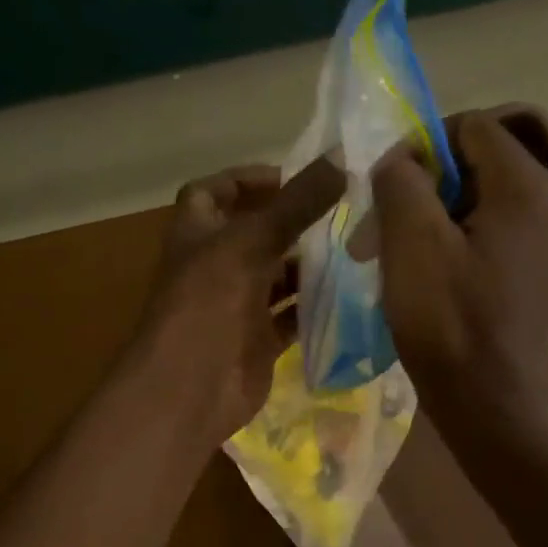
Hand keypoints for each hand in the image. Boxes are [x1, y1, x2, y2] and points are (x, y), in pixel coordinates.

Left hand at [134, 160, 345, 448]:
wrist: (191, 390)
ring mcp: (237, 307)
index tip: (290, 177)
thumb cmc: (208, 305)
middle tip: (344, 212)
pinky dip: (316, 307)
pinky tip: (352, 294)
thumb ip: (296, 204)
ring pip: (277, 277)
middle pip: (254, 235)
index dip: (244, 180)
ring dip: (309, 265)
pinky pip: (291, 317)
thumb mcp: (250, 244)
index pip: (211, 193)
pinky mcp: (258, 341)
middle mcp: (216, 267)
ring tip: (356, 248)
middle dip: (293, 223)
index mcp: (198, 236)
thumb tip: (342, 157)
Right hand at [374, 112, 547, 464]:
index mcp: (526, 186)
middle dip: (420, 193)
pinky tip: (426, 285)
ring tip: (394, 264)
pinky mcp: (540, 279)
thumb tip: (399, 158)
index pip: (469, 127)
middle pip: (475, 167)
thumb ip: (401, 181)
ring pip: (479, 207)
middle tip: (377, 236)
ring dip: (431, 224)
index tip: (383, 192)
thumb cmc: (450, 325)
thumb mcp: (412, 243)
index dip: (419, 148)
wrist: (492, 409)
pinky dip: (454, 250)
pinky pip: (491, 241)